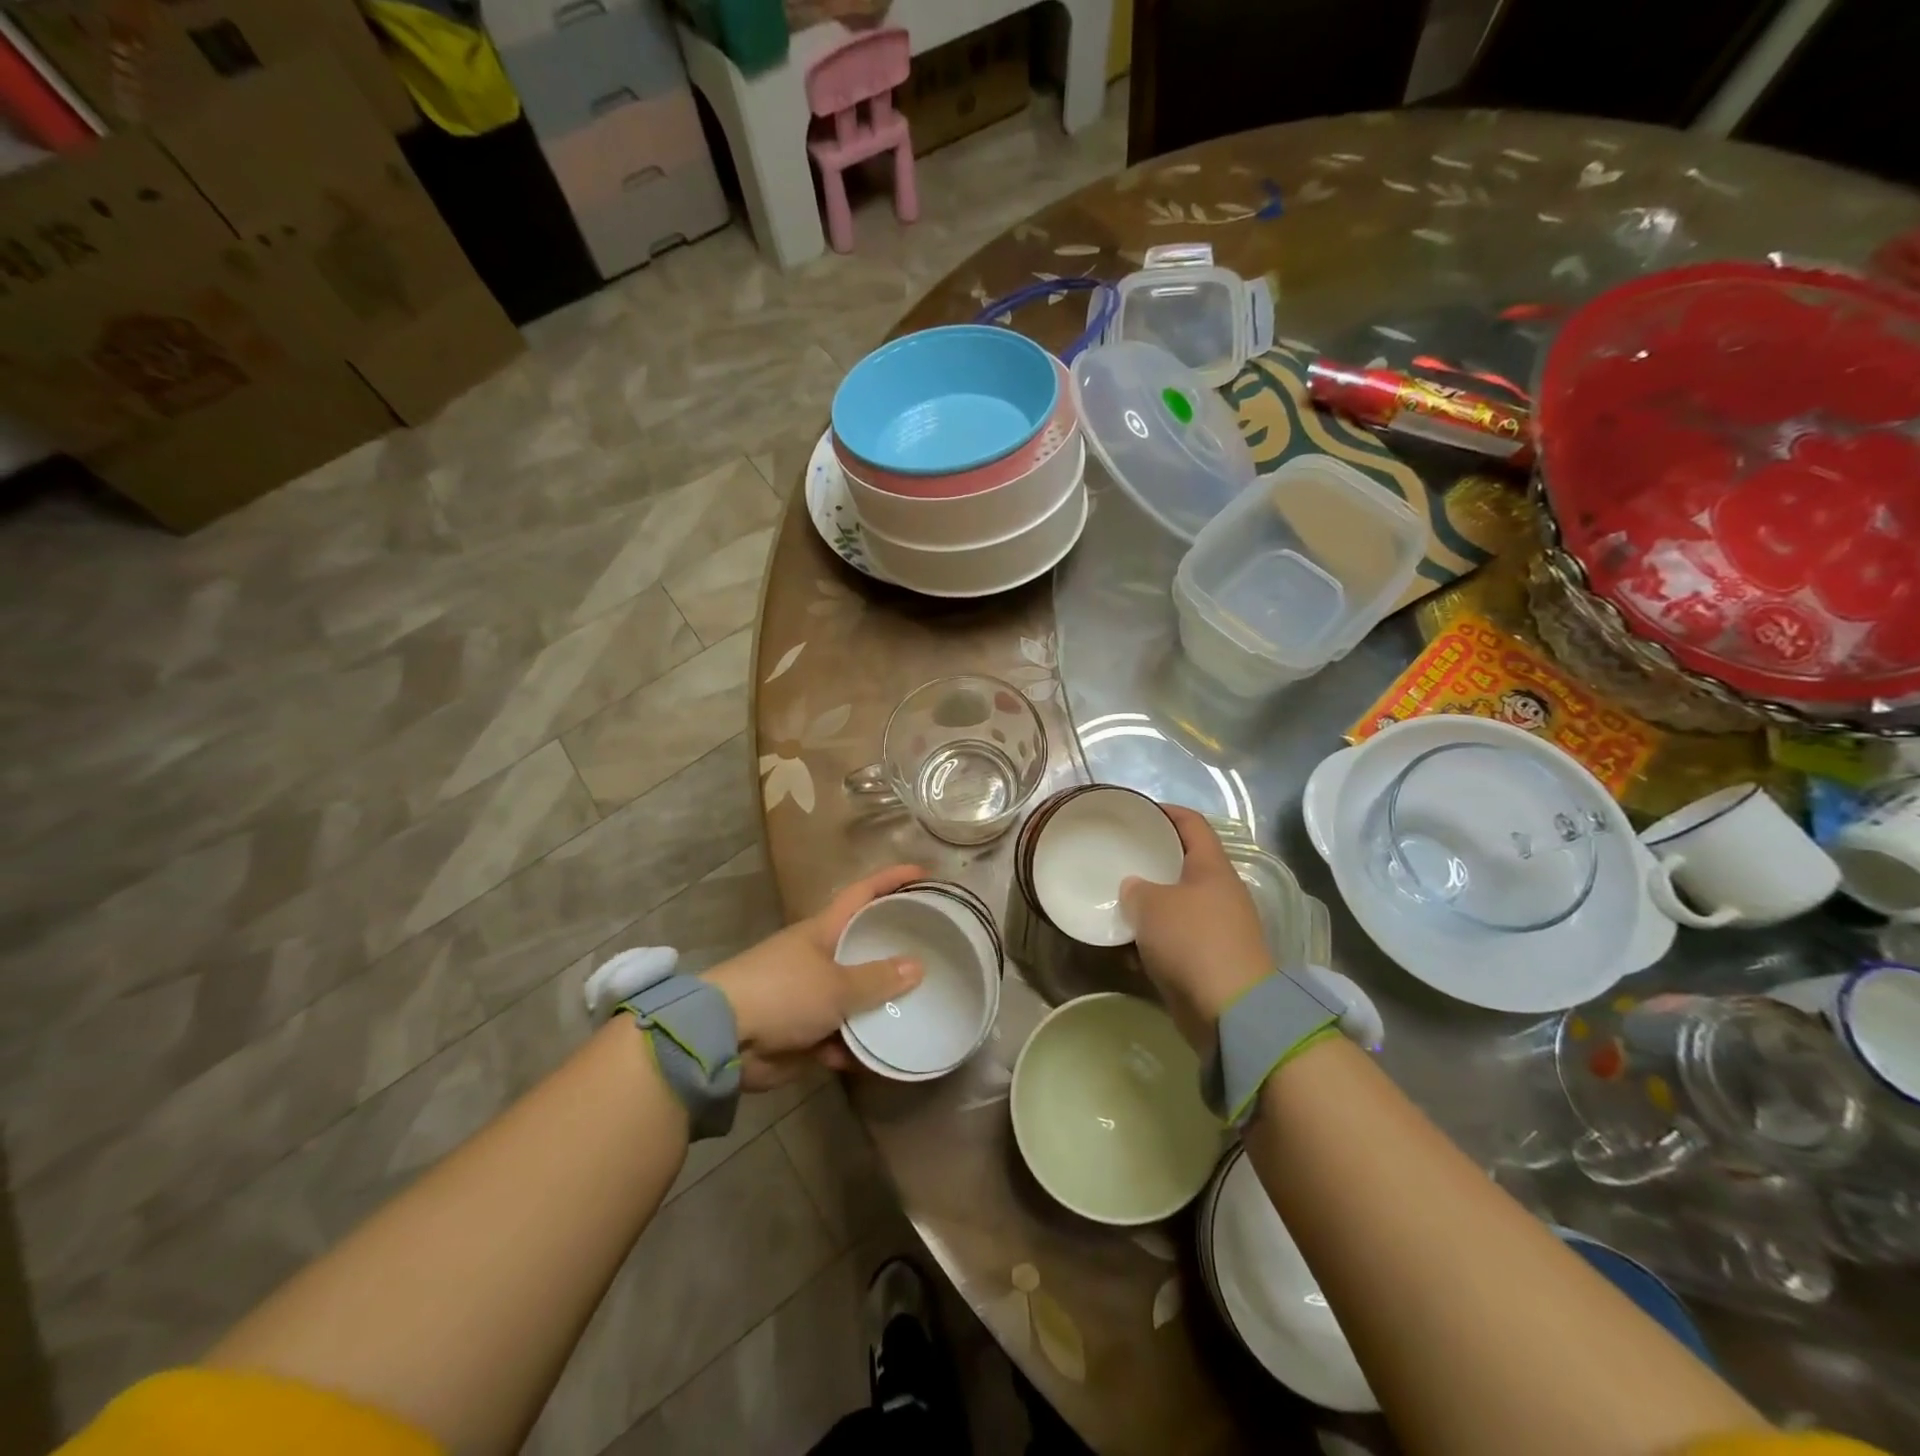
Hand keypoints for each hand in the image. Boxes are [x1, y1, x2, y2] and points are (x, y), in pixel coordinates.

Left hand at [702, 864, 925, 1089]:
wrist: (722, 1038)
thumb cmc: (783, 993)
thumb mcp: (836, 985)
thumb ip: (877, 979)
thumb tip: (918, 966)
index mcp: (823, 930)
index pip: (863, 894)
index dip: (892, 880)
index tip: (924, 874)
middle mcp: (818, 957)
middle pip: (863, 946)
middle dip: (894, 950)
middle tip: (935, 952)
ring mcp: (809, 995)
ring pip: (855, 996)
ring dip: (880, 1006)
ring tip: (920, 1010)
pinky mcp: (802, 1032)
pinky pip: (840, 1036)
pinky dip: (858, 1045)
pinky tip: (885, 1056)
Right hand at [1121, 805, 1272, 1050]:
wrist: (1230, 1011)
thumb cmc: (1192, 942)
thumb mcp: (1152, 904)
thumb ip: (1136, 889)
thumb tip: (1134, 888)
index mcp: (1212, 868)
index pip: (1192, 823)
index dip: (1166, 811)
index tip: (1136, 811)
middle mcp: (1218, 893)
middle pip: (1182, 864)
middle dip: (1150, 860)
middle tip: (1116, 857)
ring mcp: (1216, 929)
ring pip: (1175, 905)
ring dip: (1148, 905)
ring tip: (1113, 901)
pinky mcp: (1208, 962)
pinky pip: (1173, 940)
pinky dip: (1151, 940)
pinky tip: (1124, 946)